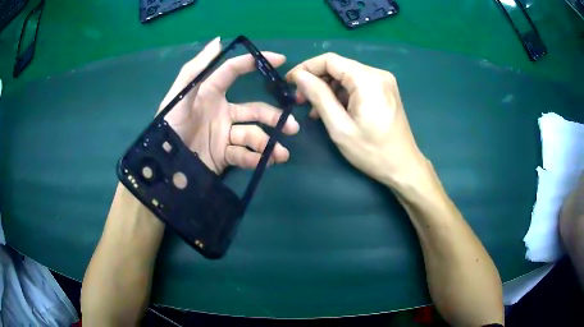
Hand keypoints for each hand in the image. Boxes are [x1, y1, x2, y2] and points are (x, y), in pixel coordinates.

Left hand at [160, 37, 299, 173]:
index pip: (234, 72)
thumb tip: (218, 41)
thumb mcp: (180, 95)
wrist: (164, 164)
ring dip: (269, 143)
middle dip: (273, 117)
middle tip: (292, 126)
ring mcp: (224, 135)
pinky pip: (243, 156)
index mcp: (211, 93)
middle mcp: (222, 112)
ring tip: (281, 154)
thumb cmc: (170, 125)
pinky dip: (256, 159)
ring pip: (252, 135)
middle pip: (254, 110)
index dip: (255, 62)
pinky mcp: (223, 156)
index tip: (280, 60)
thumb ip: (197, 68)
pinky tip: (266, 162)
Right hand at [286, 53, 427, 190]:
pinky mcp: (385, 90)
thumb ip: (318, 96)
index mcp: (368, 80)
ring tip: (315, 110)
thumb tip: (299, 76)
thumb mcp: (339, 126)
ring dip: (328, 88)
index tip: (289, 82)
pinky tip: (333, 109)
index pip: (330, 60)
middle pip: (339, 66)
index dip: (306, 67)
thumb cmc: (371, 152)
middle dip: (316, 79)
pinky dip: (342, 93)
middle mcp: (378, 73)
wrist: (403, 167)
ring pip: (347, 75)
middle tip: (300, 99)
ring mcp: (384, 81)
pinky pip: (357, 84)